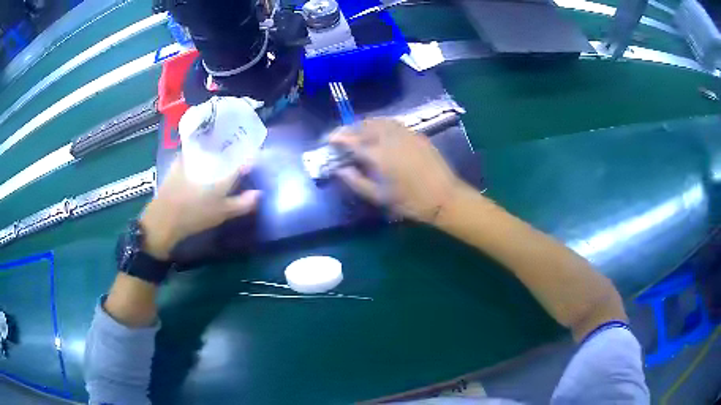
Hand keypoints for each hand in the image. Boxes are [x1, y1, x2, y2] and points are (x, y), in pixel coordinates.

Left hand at [139, 158, 259, 259]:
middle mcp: (206, 157)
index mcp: (220, 169)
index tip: (254, 157)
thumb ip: (243, 203)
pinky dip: (201, 153)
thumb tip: (259, 193)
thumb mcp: (222, 213)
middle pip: (224, 148)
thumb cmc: (195, 215)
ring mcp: (191, 157)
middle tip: (238, 157)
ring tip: (222, 158)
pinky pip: (194, 151)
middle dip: (232, 150)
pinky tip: (203, 163)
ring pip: (208, 148)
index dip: (249, 155)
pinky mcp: (178, 161)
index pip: (240, 156)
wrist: (163, 218)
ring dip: (216, 150)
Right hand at [330, 119, 463, 223]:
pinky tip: (379, 132)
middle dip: (350, 129)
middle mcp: (389, 138)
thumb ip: (356, 181)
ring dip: (364, 124)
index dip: (338, 137)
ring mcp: (404, 133)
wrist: (444, 196)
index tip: (329, 139)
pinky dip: (380, 124)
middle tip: (343, 137)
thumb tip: (340, 170)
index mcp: (378, 155)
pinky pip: (393, 123)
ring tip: (359, 133)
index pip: (351, 140)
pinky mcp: (415, 133)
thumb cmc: (410, 201)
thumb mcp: (379, 196)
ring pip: (379, 121)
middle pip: (364, 125)